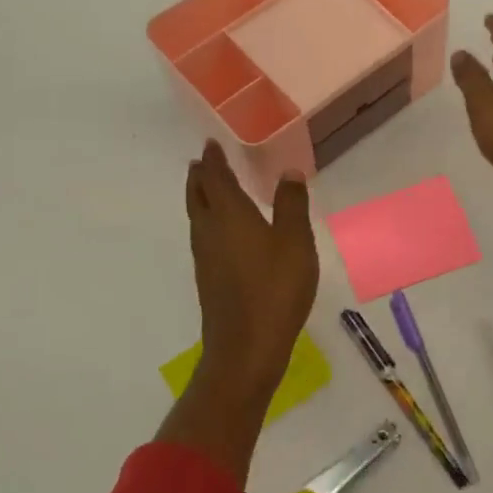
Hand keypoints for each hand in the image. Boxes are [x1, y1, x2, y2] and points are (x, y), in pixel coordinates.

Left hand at [185, 140, 318, 399]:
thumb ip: (292, 204)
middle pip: (197, 195)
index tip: (211, 144)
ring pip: (196, 217)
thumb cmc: (275, 288)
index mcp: (229, 214)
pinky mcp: (208, 279)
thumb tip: (288, 171)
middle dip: (200, 176)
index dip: (213, 159)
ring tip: (209, 189)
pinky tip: (222, 233)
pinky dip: (207, 221)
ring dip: (200, 198)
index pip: (215, 178)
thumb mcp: (296, 241)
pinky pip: (203, 237)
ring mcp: (205, 257)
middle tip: (204, 162)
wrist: (246, 347)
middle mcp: (209, 230)